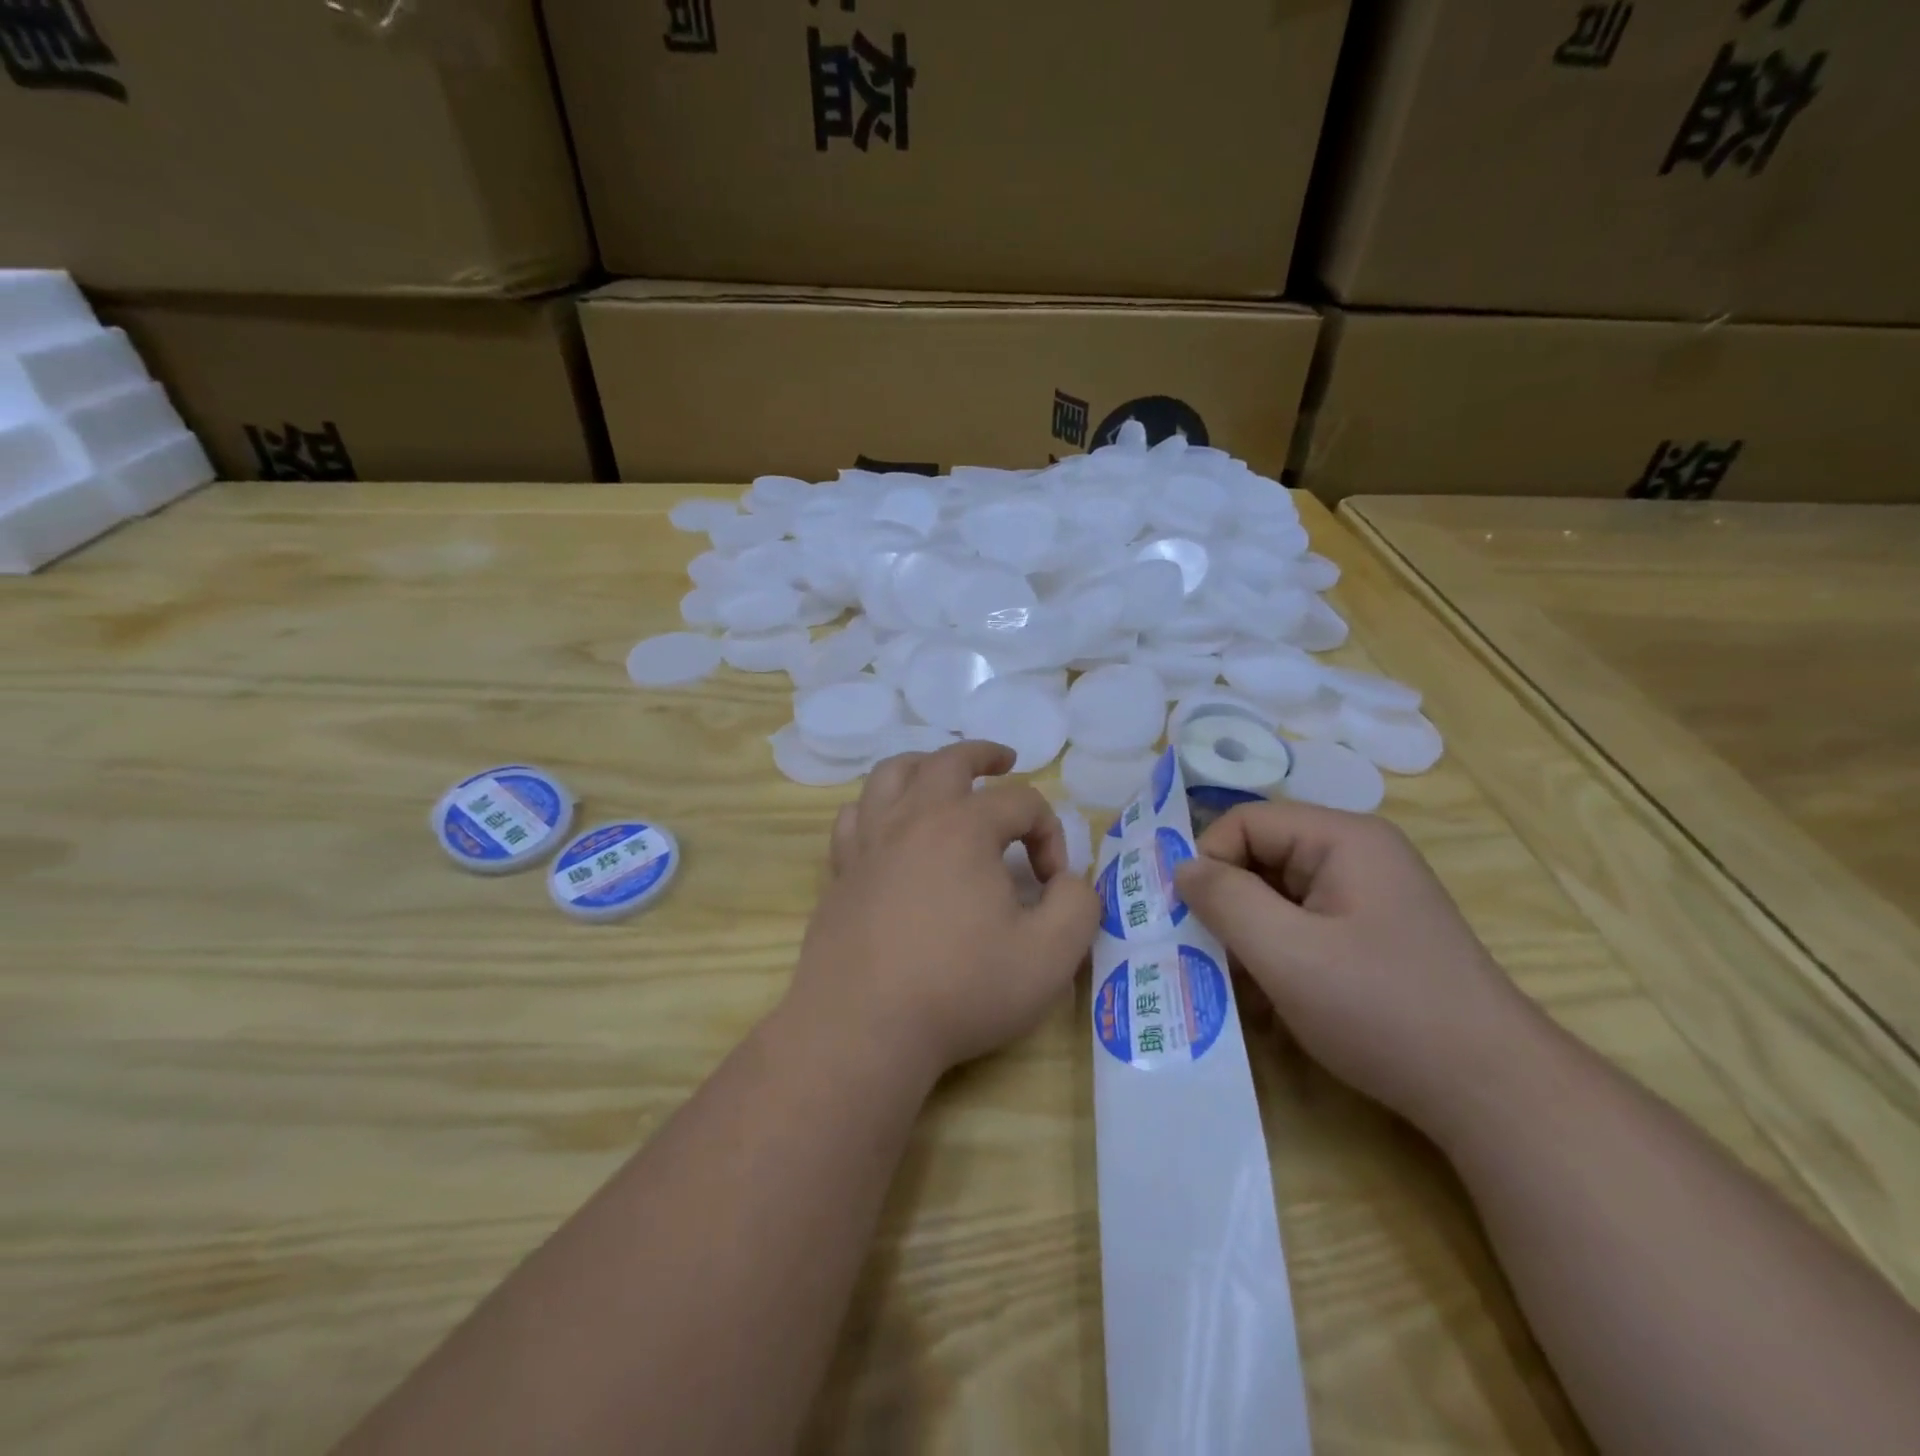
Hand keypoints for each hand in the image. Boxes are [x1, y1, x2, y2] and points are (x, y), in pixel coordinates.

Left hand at [787, 741, 1100, 1085]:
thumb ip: (1079, 905)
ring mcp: (869, 842)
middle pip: (949, 761)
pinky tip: (888, 826)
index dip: (1050, 835)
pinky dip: (876, 807)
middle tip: (1006, 762)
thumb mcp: (1050, 956)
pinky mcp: (842, 872)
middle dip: (985, 756)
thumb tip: (1070, 881)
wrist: (864, 1028)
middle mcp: (912, 819)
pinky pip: (855, 817)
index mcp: (964, 827)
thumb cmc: (961, 989)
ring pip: (891, 775)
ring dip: (924, 764)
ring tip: (942, 775)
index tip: (1055, 885)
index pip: (1022, 803)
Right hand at [1173, 801, 1537, 1130]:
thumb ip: (1224, 899)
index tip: (1191, 919)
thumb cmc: (1383, 1010)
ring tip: (1240, 988)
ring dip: (1250, 938)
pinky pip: (1303, 927)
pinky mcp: (1372, 937)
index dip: (1209, 862)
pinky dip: (1278, 957)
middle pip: (1261, 858)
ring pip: (1277, 897)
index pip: (1244, 822)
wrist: (1495, 1094)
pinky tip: (1273, 1002)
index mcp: (1343, 839)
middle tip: (1208, 956)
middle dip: (1228, 906)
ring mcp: (1368, 898)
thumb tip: (1182, 868)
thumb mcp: (1286, 953)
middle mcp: (1357, 856)